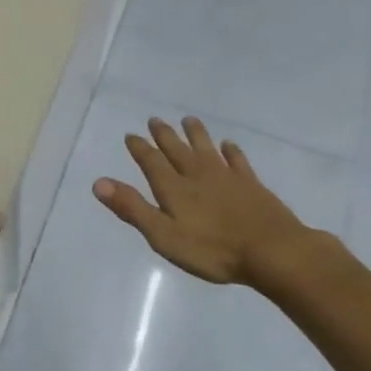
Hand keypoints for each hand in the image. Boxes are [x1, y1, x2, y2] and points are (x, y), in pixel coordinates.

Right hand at [93, 117, 340, 296]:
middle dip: (164, 135)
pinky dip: (231, 151)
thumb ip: (132, 208)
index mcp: (173, 188)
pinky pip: (237, 161)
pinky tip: (229, 145)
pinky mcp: (251, 185)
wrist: (272, 251)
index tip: (131, 135)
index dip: (140, 148)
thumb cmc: (212, 250)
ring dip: (195, 134)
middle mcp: (197, 174)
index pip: (151, 161)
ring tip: (189, 120)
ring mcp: (227, 177)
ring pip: (206, 148)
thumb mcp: (164, 235)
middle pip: (177, 149)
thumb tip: (99, 182)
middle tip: (155, 119)